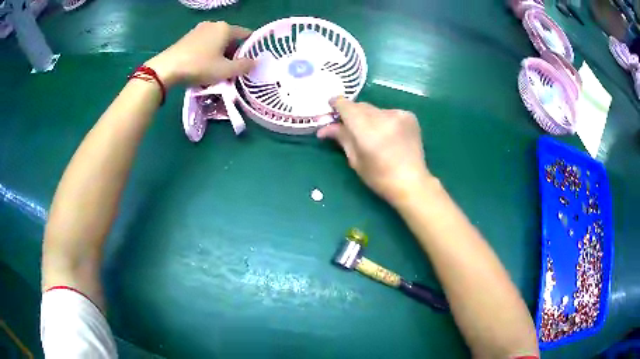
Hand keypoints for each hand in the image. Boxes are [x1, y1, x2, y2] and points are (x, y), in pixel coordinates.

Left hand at [145, 21, 254, 86]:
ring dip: (221, 53)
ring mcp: (199, 29)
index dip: (251, 48)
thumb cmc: (199, 66)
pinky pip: (205, 43)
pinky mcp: (188, 37)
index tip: (251, 61)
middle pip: (231, 38)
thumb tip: (256, 62)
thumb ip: (244, 66)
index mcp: (225, 28)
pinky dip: (209, 53)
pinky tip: (204, 65)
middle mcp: (214, 24)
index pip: (246, 34)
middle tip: (234, 69)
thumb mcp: (225, 70)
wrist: (166, 69)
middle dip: (234, 52)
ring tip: (219, 69)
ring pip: (217, 41)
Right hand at [318, 97, 432, 205]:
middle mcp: (383, 117)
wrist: (412, 182)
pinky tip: (387, 133)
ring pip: (374, 109)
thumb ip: (342, 138)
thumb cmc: (380, 178)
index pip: (347, 106)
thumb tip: (324, 128)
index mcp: (367, 131)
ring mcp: (398, 114)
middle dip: (352, 113)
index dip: (336, 104)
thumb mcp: (356, 160)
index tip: (331, 106)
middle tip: (348, 126)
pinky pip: (388, 112)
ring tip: (372, 134)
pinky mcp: (409, 116)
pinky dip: (383, 119)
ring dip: (368, 117)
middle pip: (360, 106)